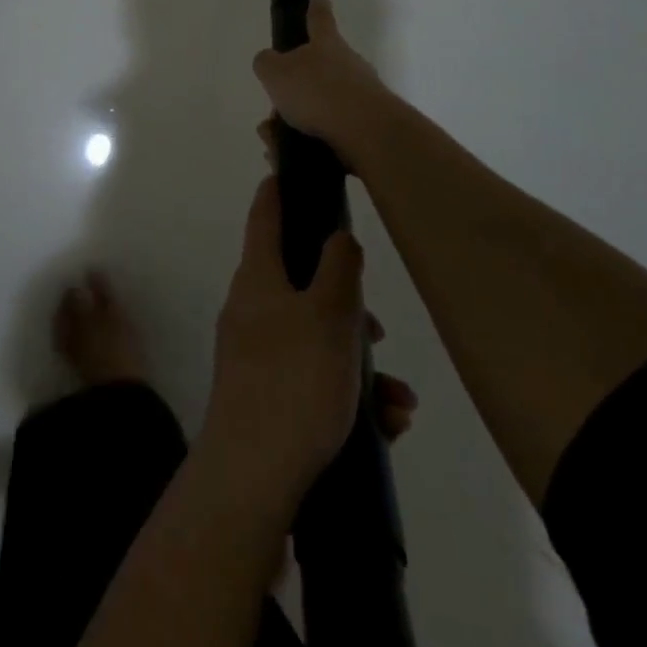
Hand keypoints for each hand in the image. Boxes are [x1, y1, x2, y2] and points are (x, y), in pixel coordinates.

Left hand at [200, 177, 366, 521]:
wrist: (252, 476)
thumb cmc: (293, 380)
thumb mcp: (329, 315)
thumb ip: (339, 268)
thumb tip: (337, 237)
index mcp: (257, 278)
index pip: (264, 216)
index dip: (277, 190)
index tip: (287, 170)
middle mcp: (251, 308)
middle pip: (301, 282)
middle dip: (345, 302)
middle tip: (376, 327)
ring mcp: (255, 353)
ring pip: (316, 337)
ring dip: (357, 359)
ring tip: (395, 397)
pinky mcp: (267, 395)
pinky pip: (313, 378)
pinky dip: (348, 393)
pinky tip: (385, 423)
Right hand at [252, 0, 390, 168]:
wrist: (366, 132)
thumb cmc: (317, 92)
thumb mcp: (276, 72)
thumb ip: (266, 63)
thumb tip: (269, 62)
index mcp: (327, 45)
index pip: (319, 19)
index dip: (315, 7)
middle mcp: (348, 66)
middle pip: (318, 71)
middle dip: (293, 91)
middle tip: (273, 111)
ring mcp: (361, 97)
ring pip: (319, 108)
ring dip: (294, 125)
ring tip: (275, 145)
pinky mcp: (366, 128)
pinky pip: (328, 135)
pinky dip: (306, 147)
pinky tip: (289, 162)